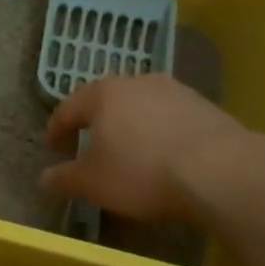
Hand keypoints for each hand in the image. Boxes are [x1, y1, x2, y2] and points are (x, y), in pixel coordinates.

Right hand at [40, 74, 256, 221]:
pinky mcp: (205, 106)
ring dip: (130, 125)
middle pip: (106, 101)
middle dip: (95, 123)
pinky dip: (158, 132)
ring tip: (128, 151)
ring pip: (140, 106)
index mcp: (102, 94)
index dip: (56, 129)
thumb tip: (44, 179)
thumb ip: (63, 179)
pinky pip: (169, 118)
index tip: (52, 148)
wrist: (220, 170)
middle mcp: (137, 82)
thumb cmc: (141, 172)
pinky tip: (163, 155)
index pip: (68, 108)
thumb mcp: (91, 183)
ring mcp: (175, 91)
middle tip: (88, 145)